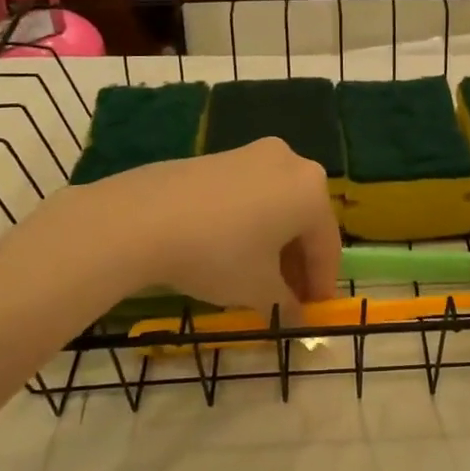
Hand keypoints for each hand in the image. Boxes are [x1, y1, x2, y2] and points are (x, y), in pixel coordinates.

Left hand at [72, 139, 340, 317]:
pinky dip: (249, 223)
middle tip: (288, 298)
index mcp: (311, 191)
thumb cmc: (218, 254)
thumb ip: (286, 303)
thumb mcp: (258, 289)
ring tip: (257, 278)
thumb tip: (297, 316)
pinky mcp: (218, 156)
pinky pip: (249, 194)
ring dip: (274, 243)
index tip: (314, 312)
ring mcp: (251, 154)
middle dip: (297, 263)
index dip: (322, 284)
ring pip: (276, 206)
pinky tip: (230, 250)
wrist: (142, 218)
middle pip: (303, 221)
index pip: (327, 245)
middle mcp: (290, 163)